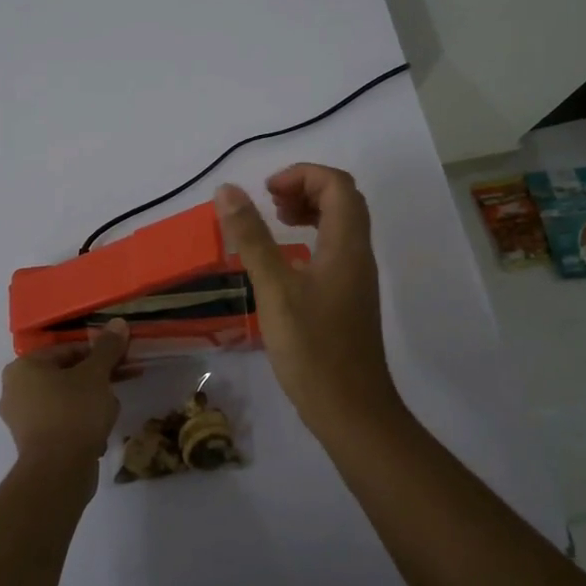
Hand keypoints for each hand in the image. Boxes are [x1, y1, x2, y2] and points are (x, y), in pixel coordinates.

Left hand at [0, 320, 130, 483]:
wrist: (58, 472)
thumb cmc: (74, 412)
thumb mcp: (96, 375)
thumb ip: (107, 348)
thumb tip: (118, 322)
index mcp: (23, 367)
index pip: (67, 350)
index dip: (98, 354)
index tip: (121, 361)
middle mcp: (14, 390)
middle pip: (66, 375)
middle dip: (96, 380)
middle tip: (120, 384)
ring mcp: (21, 419)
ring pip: (65, 400)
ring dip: (91, 404)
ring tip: (110, 414)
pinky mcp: (31, 444)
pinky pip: (60, 424)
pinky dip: (79, 425)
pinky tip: (98, 436)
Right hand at [215, 165, 402, 432]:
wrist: (350, 410)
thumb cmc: (312, 348)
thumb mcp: (274, 289)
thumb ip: (251, 238)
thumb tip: (228, 190)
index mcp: (346, 245)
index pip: (337, 185)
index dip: (302, 175)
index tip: (266, 191)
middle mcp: (357, 255)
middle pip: (343, 200)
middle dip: (305, 189)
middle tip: (269, 203)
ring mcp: (356, 278)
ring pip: (340, 225)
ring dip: (309, 212)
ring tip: (274, 222)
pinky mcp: (348, 299)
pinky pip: (333, 249)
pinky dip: (310, 239)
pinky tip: (284, 261)